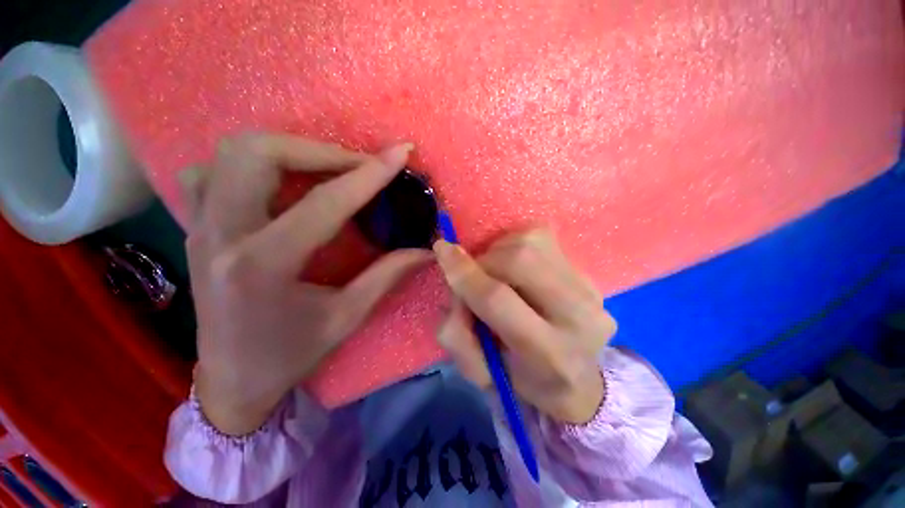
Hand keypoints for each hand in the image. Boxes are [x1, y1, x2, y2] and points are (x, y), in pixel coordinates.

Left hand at [181, 134, 429, 435]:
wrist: (230, 379)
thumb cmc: (290, 355)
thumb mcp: (346, 317)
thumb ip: (387, 275)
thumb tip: (425, 250)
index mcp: (262, 265)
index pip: (325, 203)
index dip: (369, 175)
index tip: (400, 153)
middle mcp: (221, 235)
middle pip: (260, 154)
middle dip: (320, 150)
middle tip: (359, 165)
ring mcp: (200, 226)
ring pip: (233, 152)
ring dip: (288, 149)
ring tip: (327, 167)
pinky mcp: (195, 226)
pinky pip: (212, 171)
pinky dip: (250, 163)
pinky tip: (278, 180)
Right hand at [433, 229, 616, 423]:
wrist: (576, 381)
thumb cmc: (521, 380)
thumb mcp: (480, 372)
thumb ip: (457, 332)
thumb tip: (452, 279)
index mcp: (548, 354)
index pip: (497, 299)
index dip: (465, 274)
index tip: (442, 250)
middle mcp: (579, 317)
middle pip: (519, 260)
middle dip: (484, 261)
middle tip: (474, 276)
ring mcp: (590, 290)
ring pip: (530, 243)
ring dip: (499, 252)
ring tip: (496, 273)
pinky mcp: (588, 274)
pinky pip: (541, 239)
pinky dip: (516, 245)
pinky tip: (516, 268)